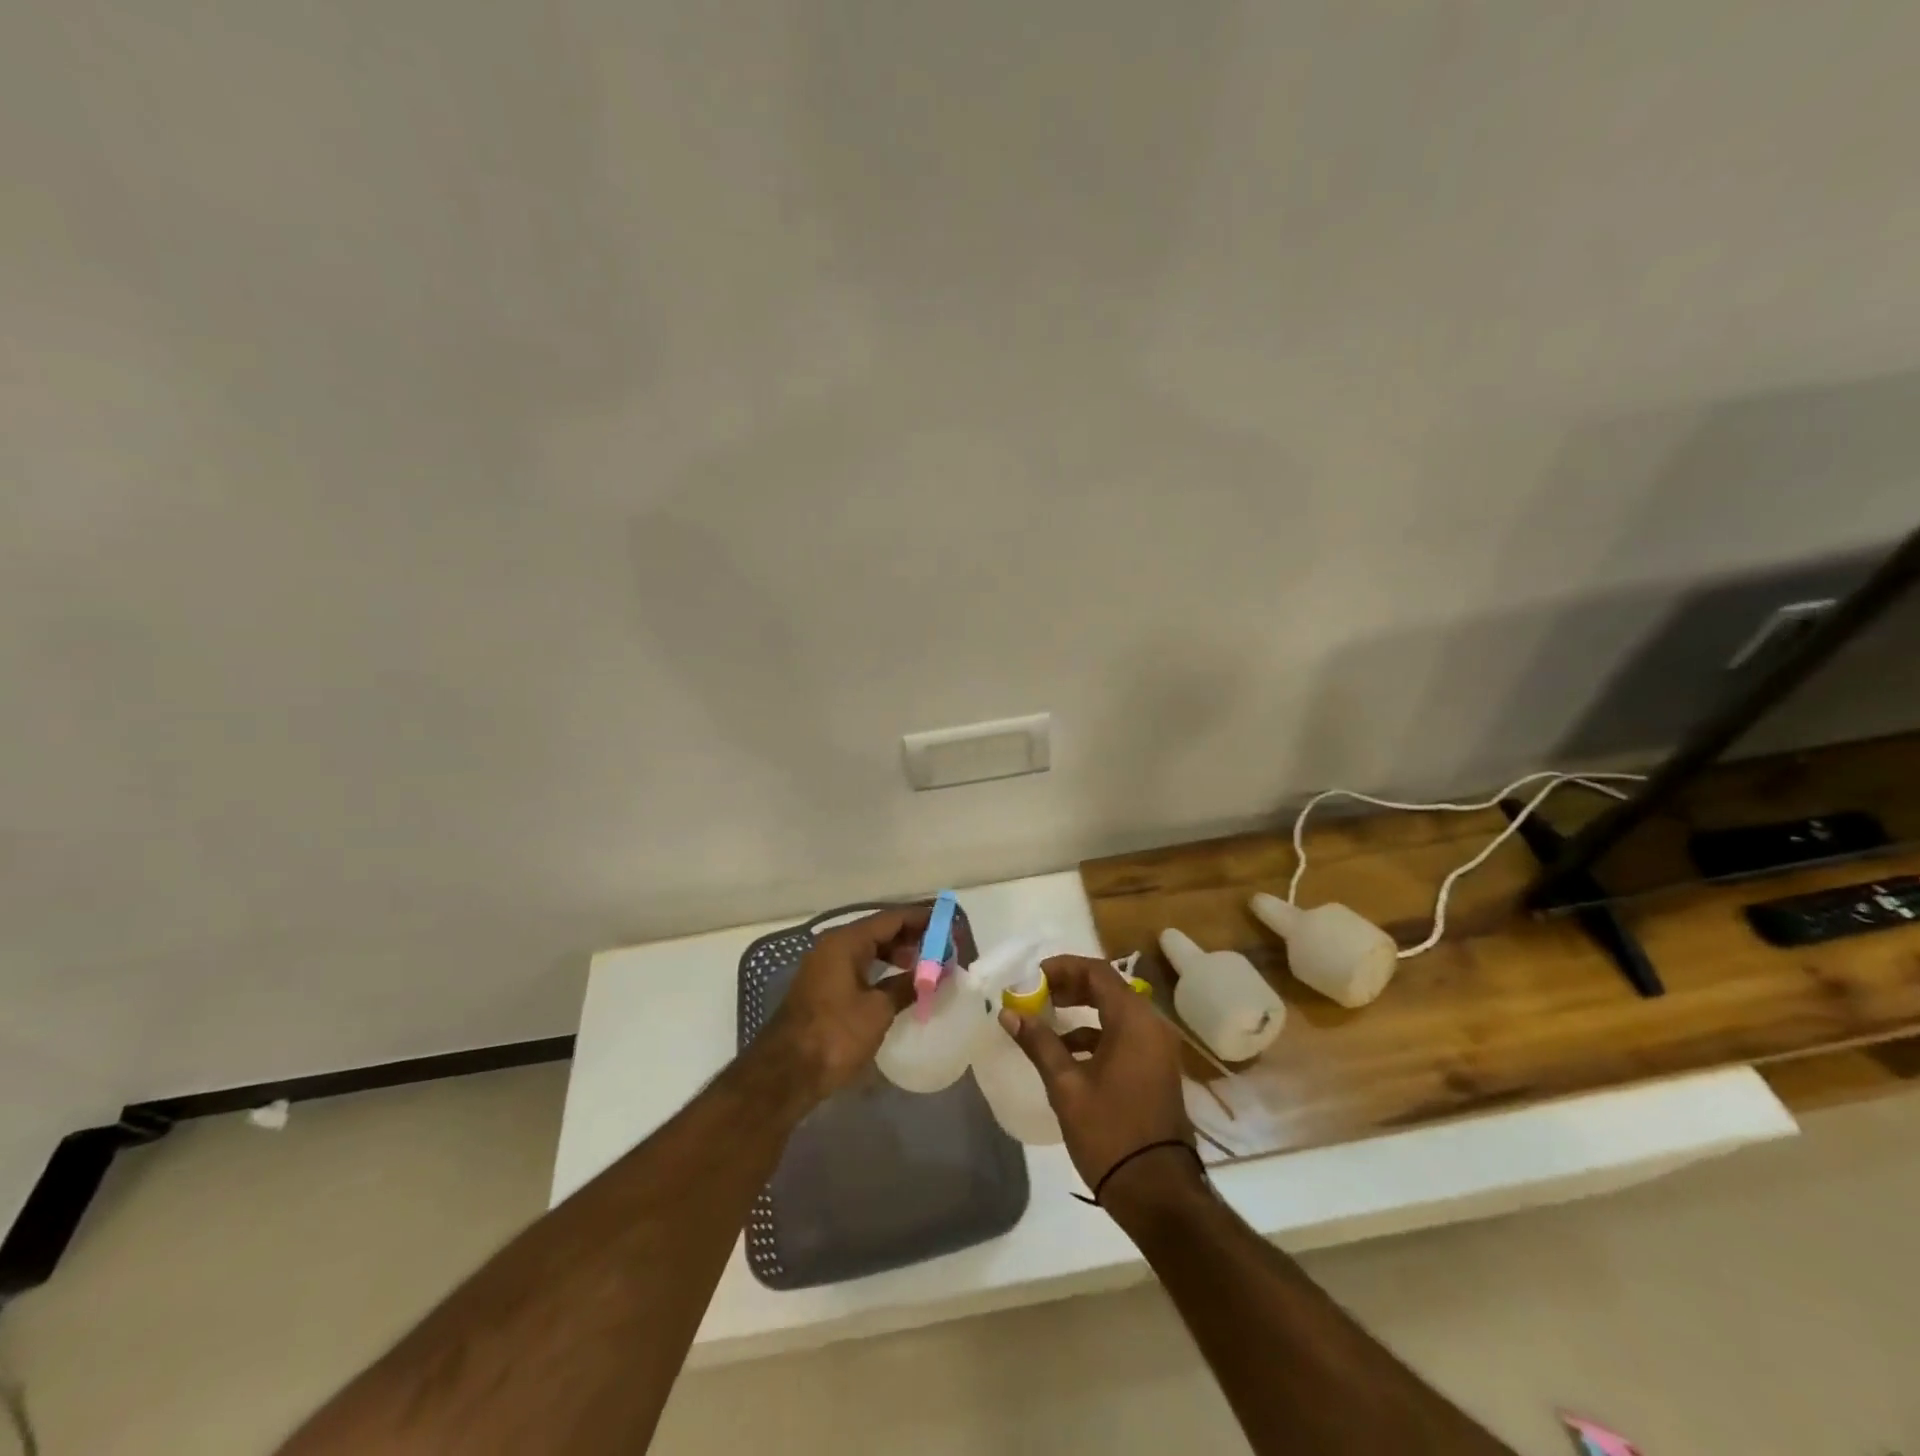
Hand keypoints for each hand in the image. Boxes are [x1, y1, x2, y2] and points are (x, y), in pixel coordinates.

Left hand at [761, 905, 928, 1103]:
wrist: (785, 1073)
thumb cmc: (835, 1035)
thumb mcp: (878, 1010)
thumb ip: (907, 986)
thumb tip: (932, 975)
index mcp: (846, 941)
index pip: (891, 918)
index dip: (921, 919)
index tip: (948, 924)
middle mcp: (833, 945)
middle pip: (879, 930)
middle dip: (911, 936)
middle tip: (941, 947)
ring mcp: (825, 966)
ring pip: (868, 948)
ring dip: (896, 953)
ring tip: (925, 966)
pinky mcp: (823, 987)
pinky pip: (858, 965)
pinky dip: (880, 968)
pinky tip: (898, 983)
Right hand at [1000, 955, 1194, 1198]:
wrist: (1157, 1191)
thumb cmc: (1110, 1132)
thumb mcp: (1066, 1086)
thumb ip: (1039, 1043)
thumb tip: (1009, 1013)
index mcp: (1133, 1020)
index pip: (1096, 972)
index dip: (1062, 968)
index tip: (1031, 977)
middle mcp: (1151, 1025)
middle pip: (1107, 988)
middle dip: (1069, 986)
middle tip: (1036, 994)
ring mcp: (1157, 1048)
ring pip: (1115, 1012)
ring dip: (1081, 1010)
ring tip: (1045, 1020)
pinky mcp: (1156, 1069)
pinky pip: (1124, 1035)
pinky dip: (1096, 1034)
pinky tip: (1067, 1053)